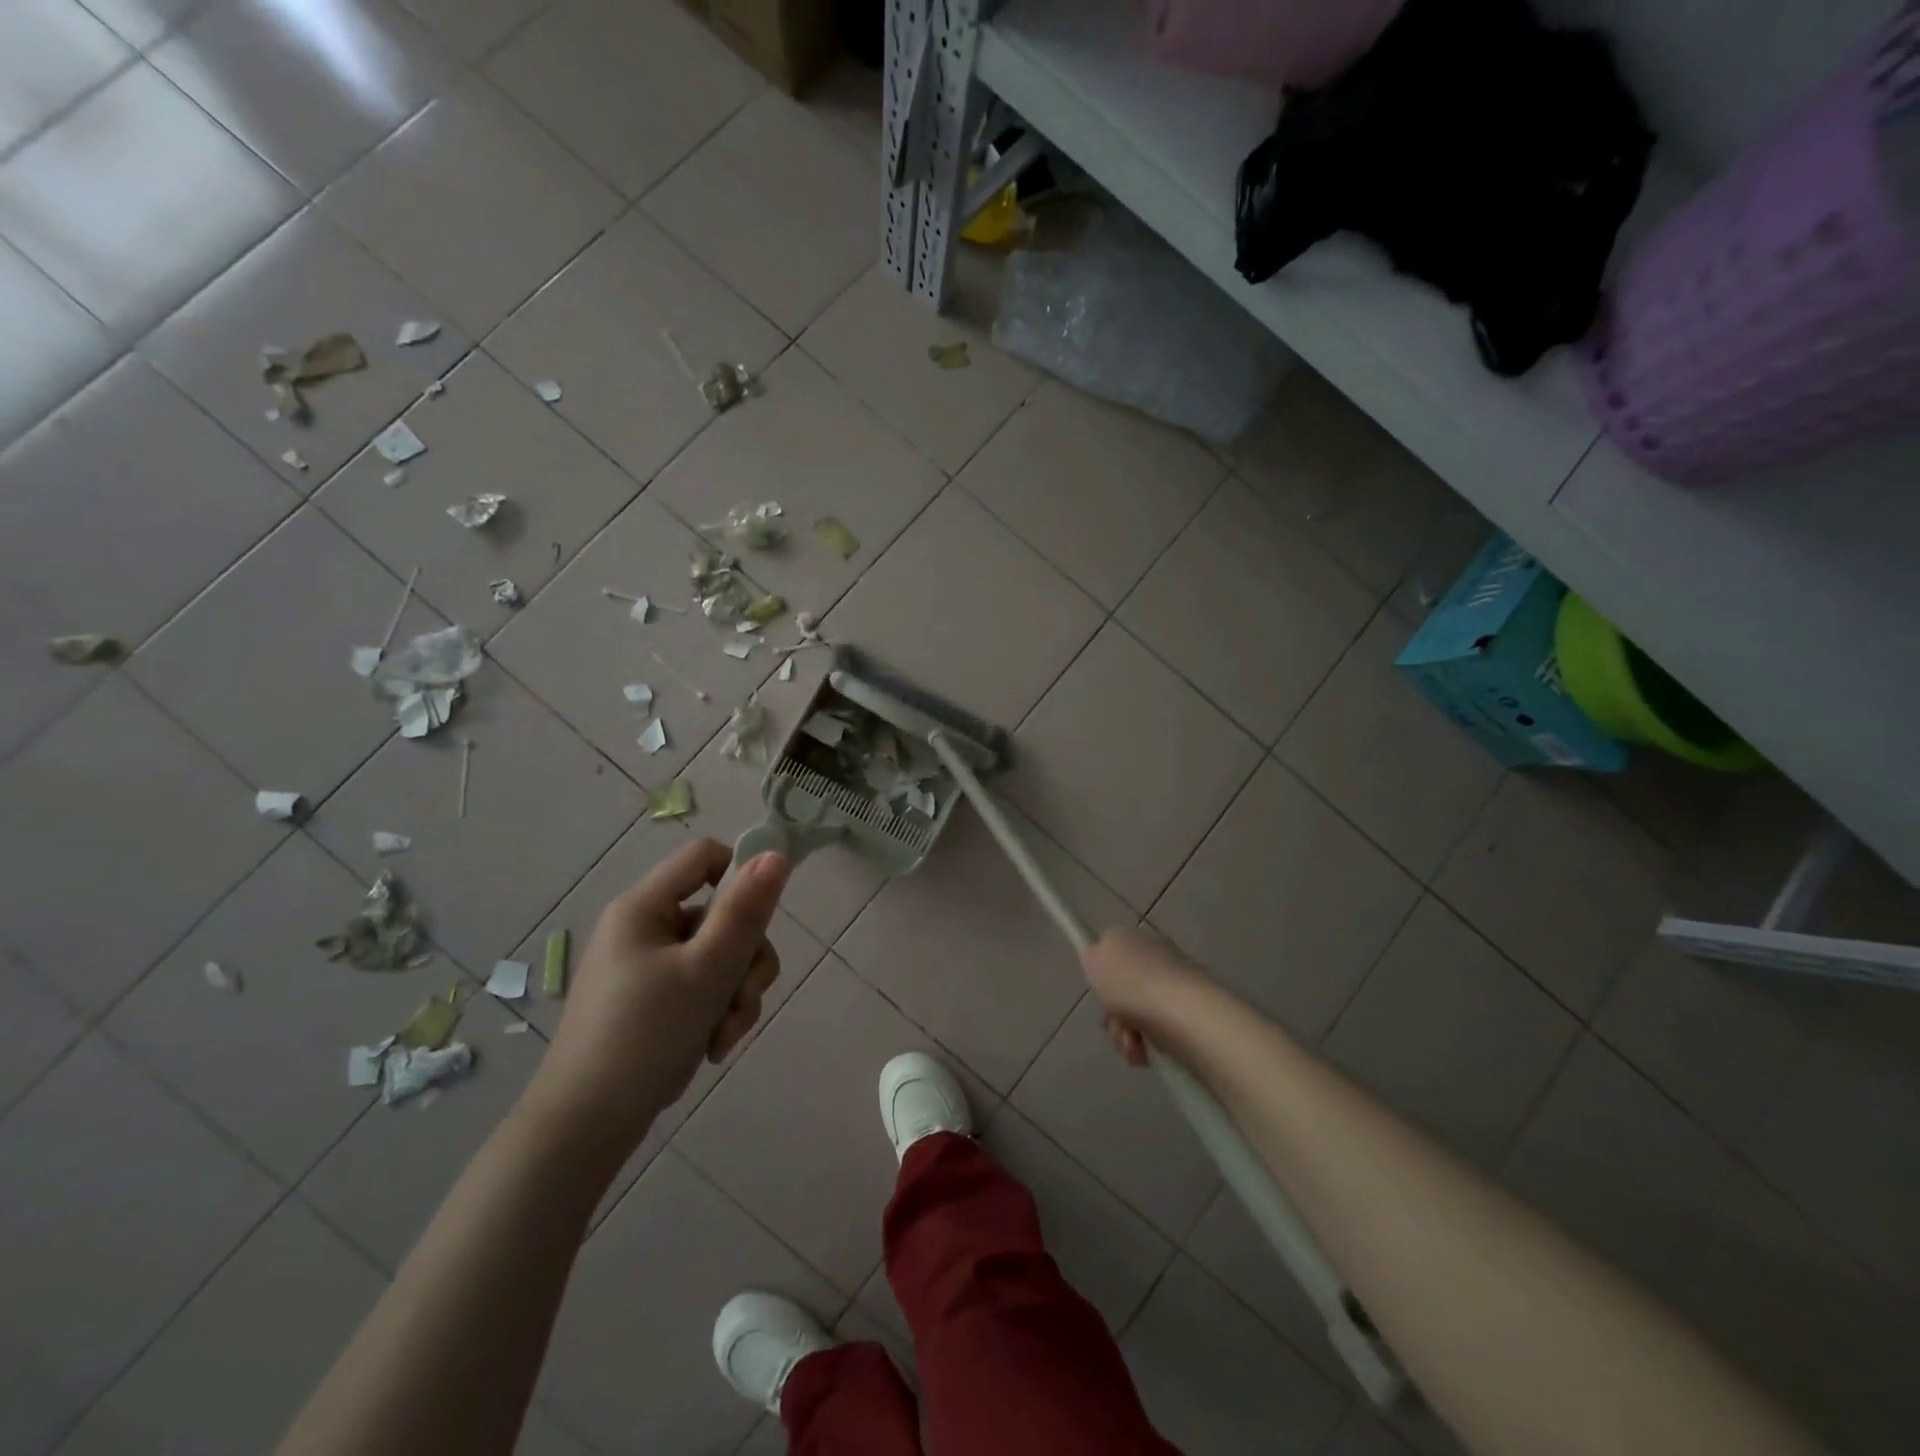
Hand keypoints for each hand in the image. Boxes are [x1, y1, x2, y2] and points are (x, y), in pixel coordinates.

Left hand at [518, 840, 790, 1164]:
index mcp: (644, 907)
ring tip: (726, 1034)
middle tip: (743, 998)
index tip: (763, 916)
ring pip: (719, 957)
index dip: (741, 875)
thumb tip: (775, 854)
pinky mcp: (652, 1002)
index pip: (704, 856)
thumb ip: (745, 911)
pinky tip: (713, 1046)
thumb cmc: (646, 1035)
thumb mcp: (708, 969)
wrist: (586, 1126)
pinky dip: (717, 1013)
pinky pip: (703, 988)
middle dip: (745, 960)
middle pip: (721, 915)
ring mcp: (647, 968)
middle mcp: (644, 929)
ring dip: (737, 993)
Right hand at [1081, 926, 1212, 1066]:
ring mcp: (1175, 988)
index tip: (1100, 990)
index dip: (1102, 974)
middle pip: (1123, 989)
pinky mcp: (1189, 1018)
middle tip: (1113, 1022)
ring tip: (1131, 1043)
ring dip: (1125, 1034)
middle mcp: (1158, 958)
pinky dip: (1146, 1046)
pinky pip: (1157, 1034)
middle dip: (1112, 1012)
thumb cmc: (1133, 983)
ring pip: (1136, 1015)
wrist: (1184, 1013)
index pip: (1113, 952)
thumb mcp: (1095, 959)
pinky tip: (1146, 1052)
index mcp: (1137, 939)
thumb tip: (1098, 957)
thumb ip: (1092, 955)